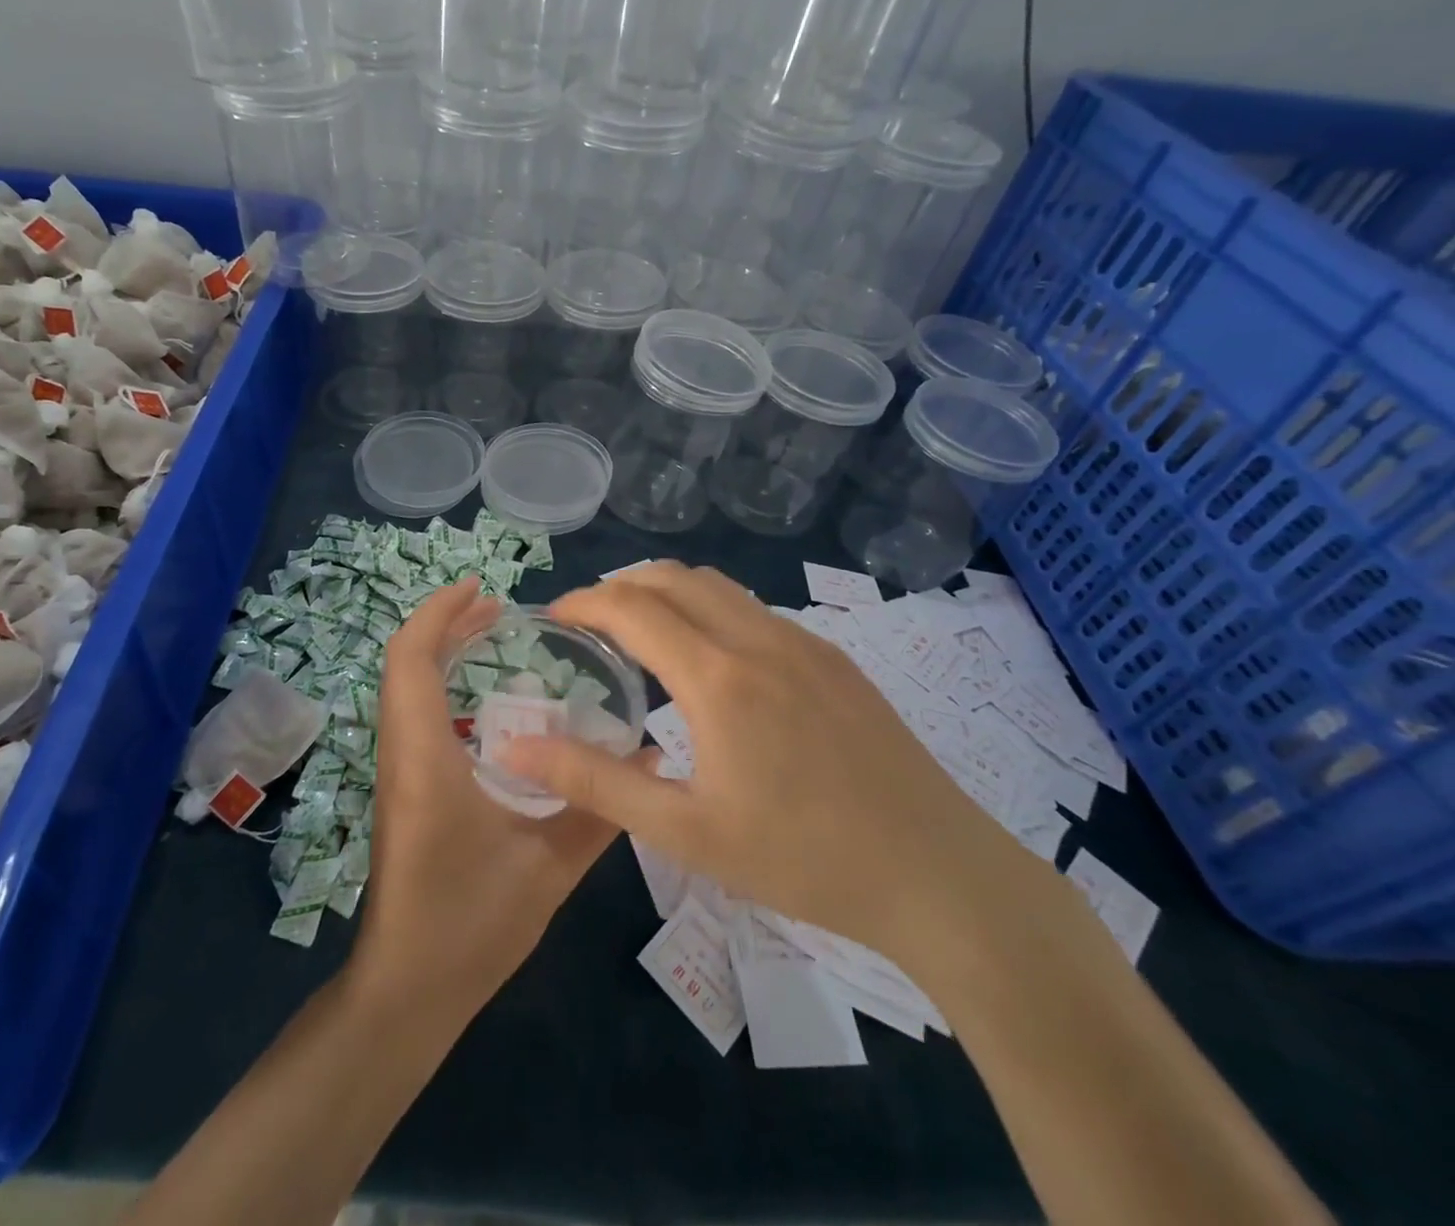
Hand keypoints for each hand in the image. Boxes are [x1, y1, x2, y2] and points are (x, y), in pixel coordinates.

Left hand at [349, 578, 621, 1014]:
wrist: (407, 989)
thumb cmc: (470, 925)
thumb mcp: (549, 868)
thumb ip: (602, 810)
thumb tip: (654, 758)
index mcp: (425, 757)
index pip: (410, 659)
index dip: (438, 612)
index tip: (482, 589)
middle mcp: (401, 752)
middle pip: (404, 664)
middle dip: (446, 624)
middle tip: (500, 610)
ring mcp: (397, 772)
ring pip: (405, 688)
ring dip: (441, 652)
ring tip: (492, 637)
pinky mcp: (403, 790)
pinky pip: (413, 715)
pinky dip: (441, 684)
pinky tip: (487, 703)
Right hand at [495, 562, 1037, 967]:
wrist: (940, 876)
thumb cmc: (802, 860)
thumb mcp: (684, 833)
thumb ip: (594, 781)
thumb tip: (515, 743)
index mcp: (718, 677)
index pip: (631, 607)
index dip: (582, 602)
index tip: (552, 619)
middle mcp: (759, 639)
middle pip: (671, 578)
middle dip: (618, 587)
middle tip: (588, 625)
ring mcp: (804, 643)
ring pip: (717, 586)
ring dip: (666, 593)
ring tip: (640, 635)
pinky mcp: (835, 659)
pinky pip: (754, 610)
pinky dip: (709, 611)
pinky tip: (710, 664)